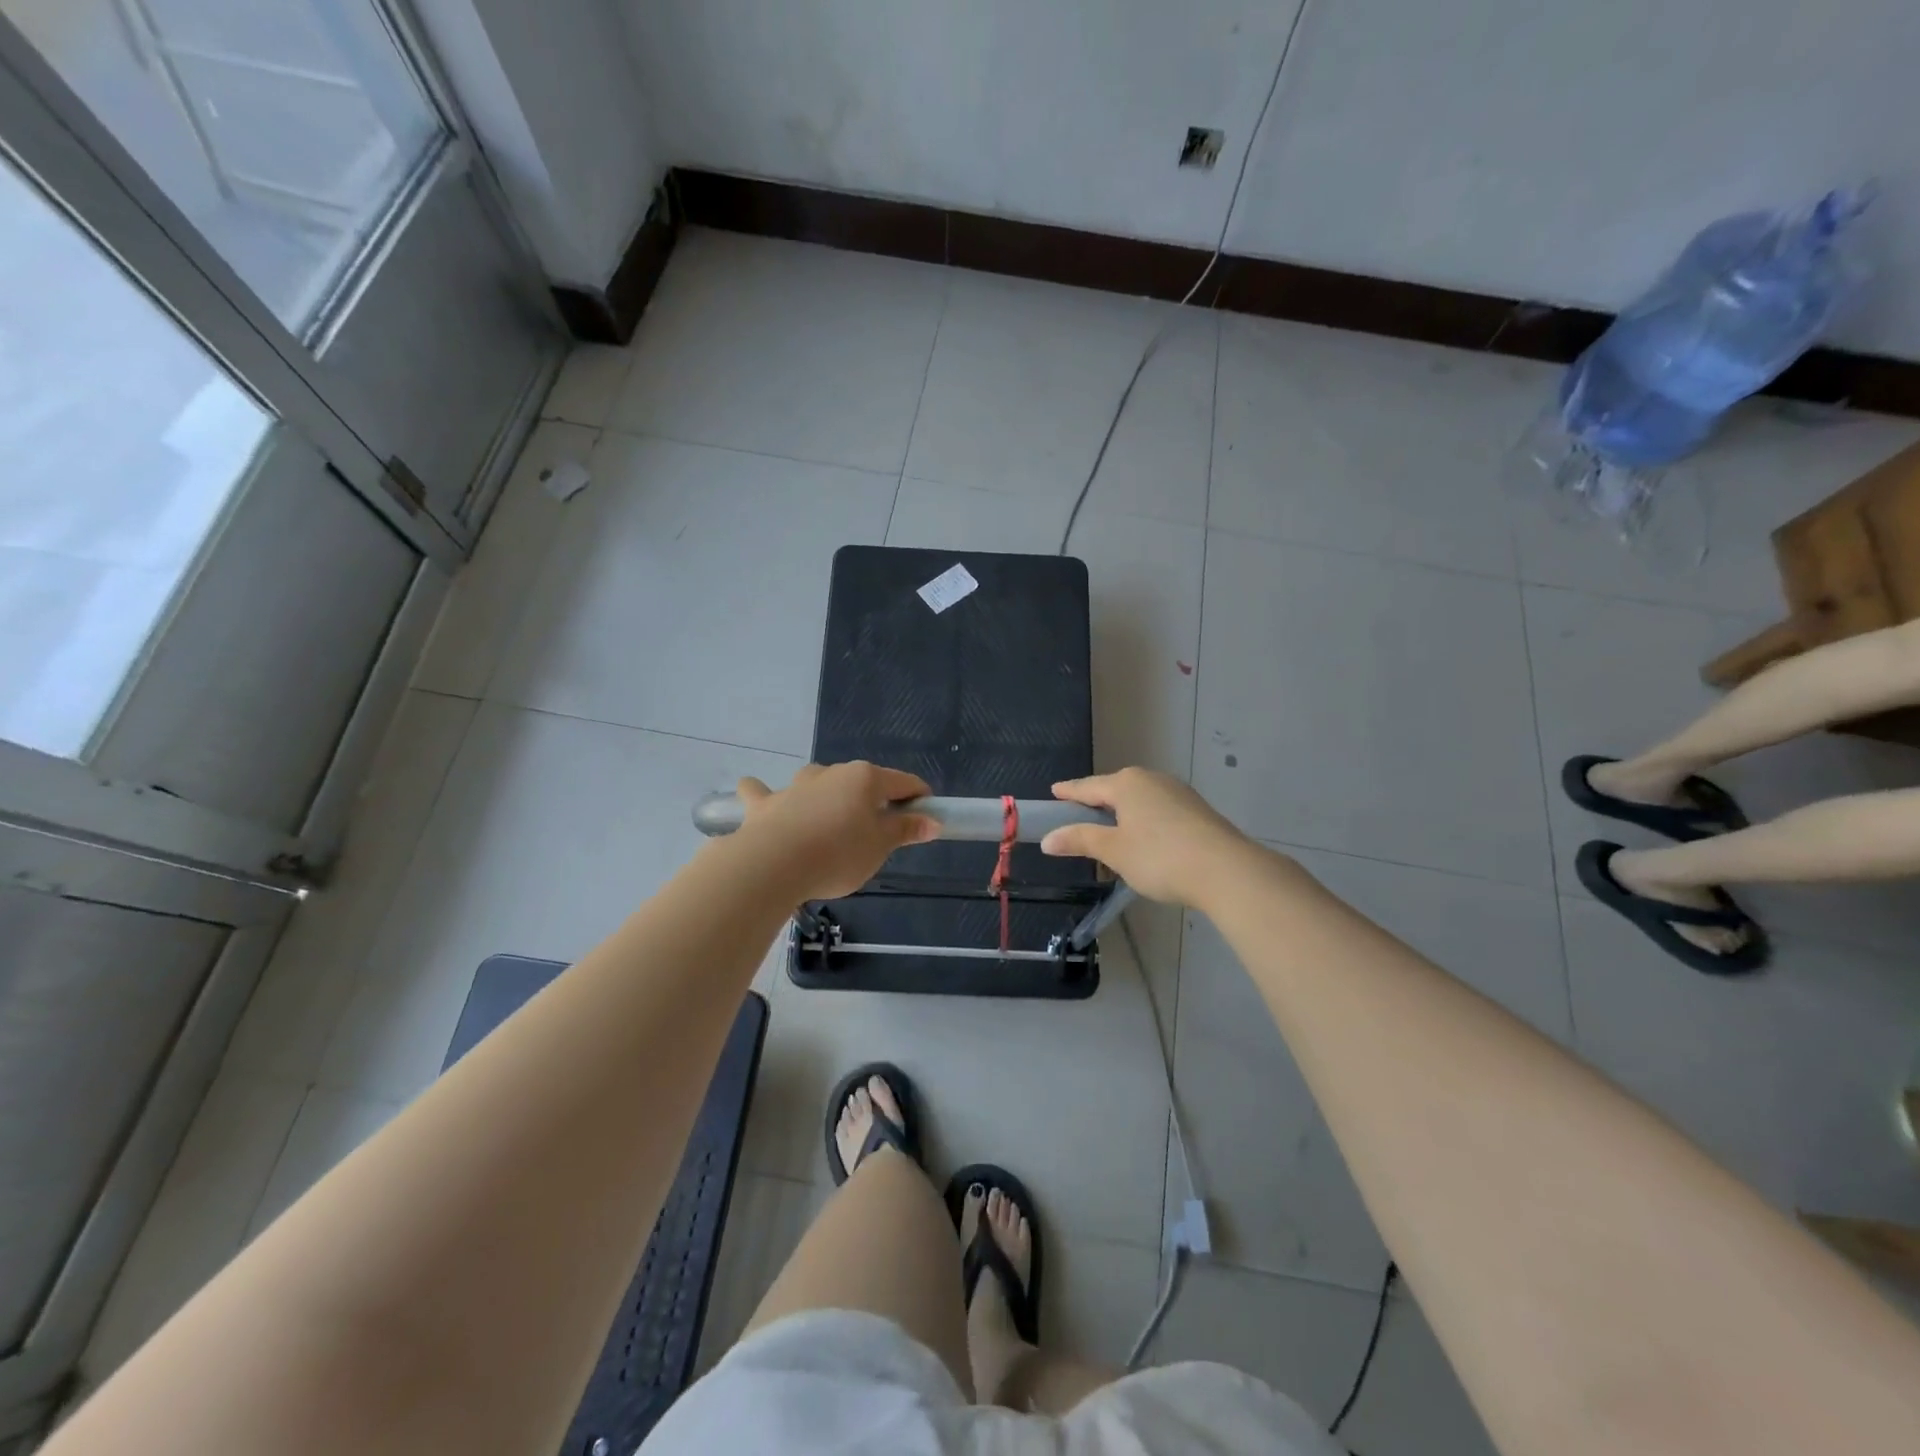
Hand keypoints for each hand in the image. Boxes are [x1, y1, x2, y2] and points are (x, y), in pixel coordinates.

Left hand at [732, 762, 938, 901]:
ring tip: (827, 824)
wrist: (773, 865)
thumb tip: (932, 821)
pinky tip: (767, 805)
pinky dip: (767, 796)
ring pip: (816, 783)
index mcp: (865, 779)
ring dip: (824, 795)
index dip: (918, 798)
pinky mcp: (765, 803)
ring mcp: (795, 785)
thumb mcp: (880, 847)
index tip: (924, 818)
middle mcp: (831, 773)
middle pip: (861, 783)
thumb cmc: (838, 854)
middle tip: (876, 836)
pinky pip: (765, 793)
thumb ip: (905, 830)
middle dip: (871, 802)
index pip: (903, 782)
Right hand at [1040, 768, 1248, 905]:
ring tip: (1112, 835)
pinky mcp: (1196, 810)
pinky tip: (1146, 841)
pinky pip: (1159, 811)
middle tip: (1080, 819)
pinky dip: (1145, 822)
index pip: (1088, 786)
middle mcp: (1152, 780)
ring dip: (1123, 815)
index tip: (1054, 791)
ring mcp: (1178, 793)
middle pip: (1115, 790)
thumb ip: (1080, 840)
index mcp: (1127, 783)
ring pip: (1140, 801)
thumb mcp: (1114, 851)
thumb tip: (1048, 839)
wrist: (1225, 870)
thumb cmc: (1160, 857)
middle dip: (1097, 804)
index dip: (1069, 792)